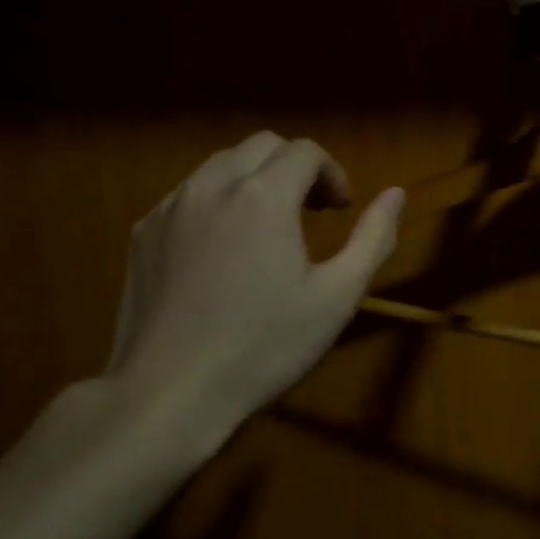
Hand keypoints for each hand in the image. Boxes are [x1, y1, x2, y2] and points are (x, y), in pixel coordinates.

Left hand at [104, 132, 403, 429]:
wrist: (170, 392)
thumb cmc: (264, 347)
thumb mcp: (337, 297)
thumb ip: (372, 238)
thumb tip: (396, 194)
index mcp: (264, 196)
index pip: (305, 151)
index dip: (332, 173)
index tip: (341, 209)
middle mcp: (213, 185)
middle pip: (262, 146)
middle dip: (295, 168)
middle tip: (311, 212)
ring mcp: (170, 207)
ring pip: (220, 165)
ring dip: (254, 180)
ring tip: (268, 227)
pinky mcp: (143, 232)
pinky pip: (187, 194)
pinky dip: (216, 201)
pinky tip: (222, 248)